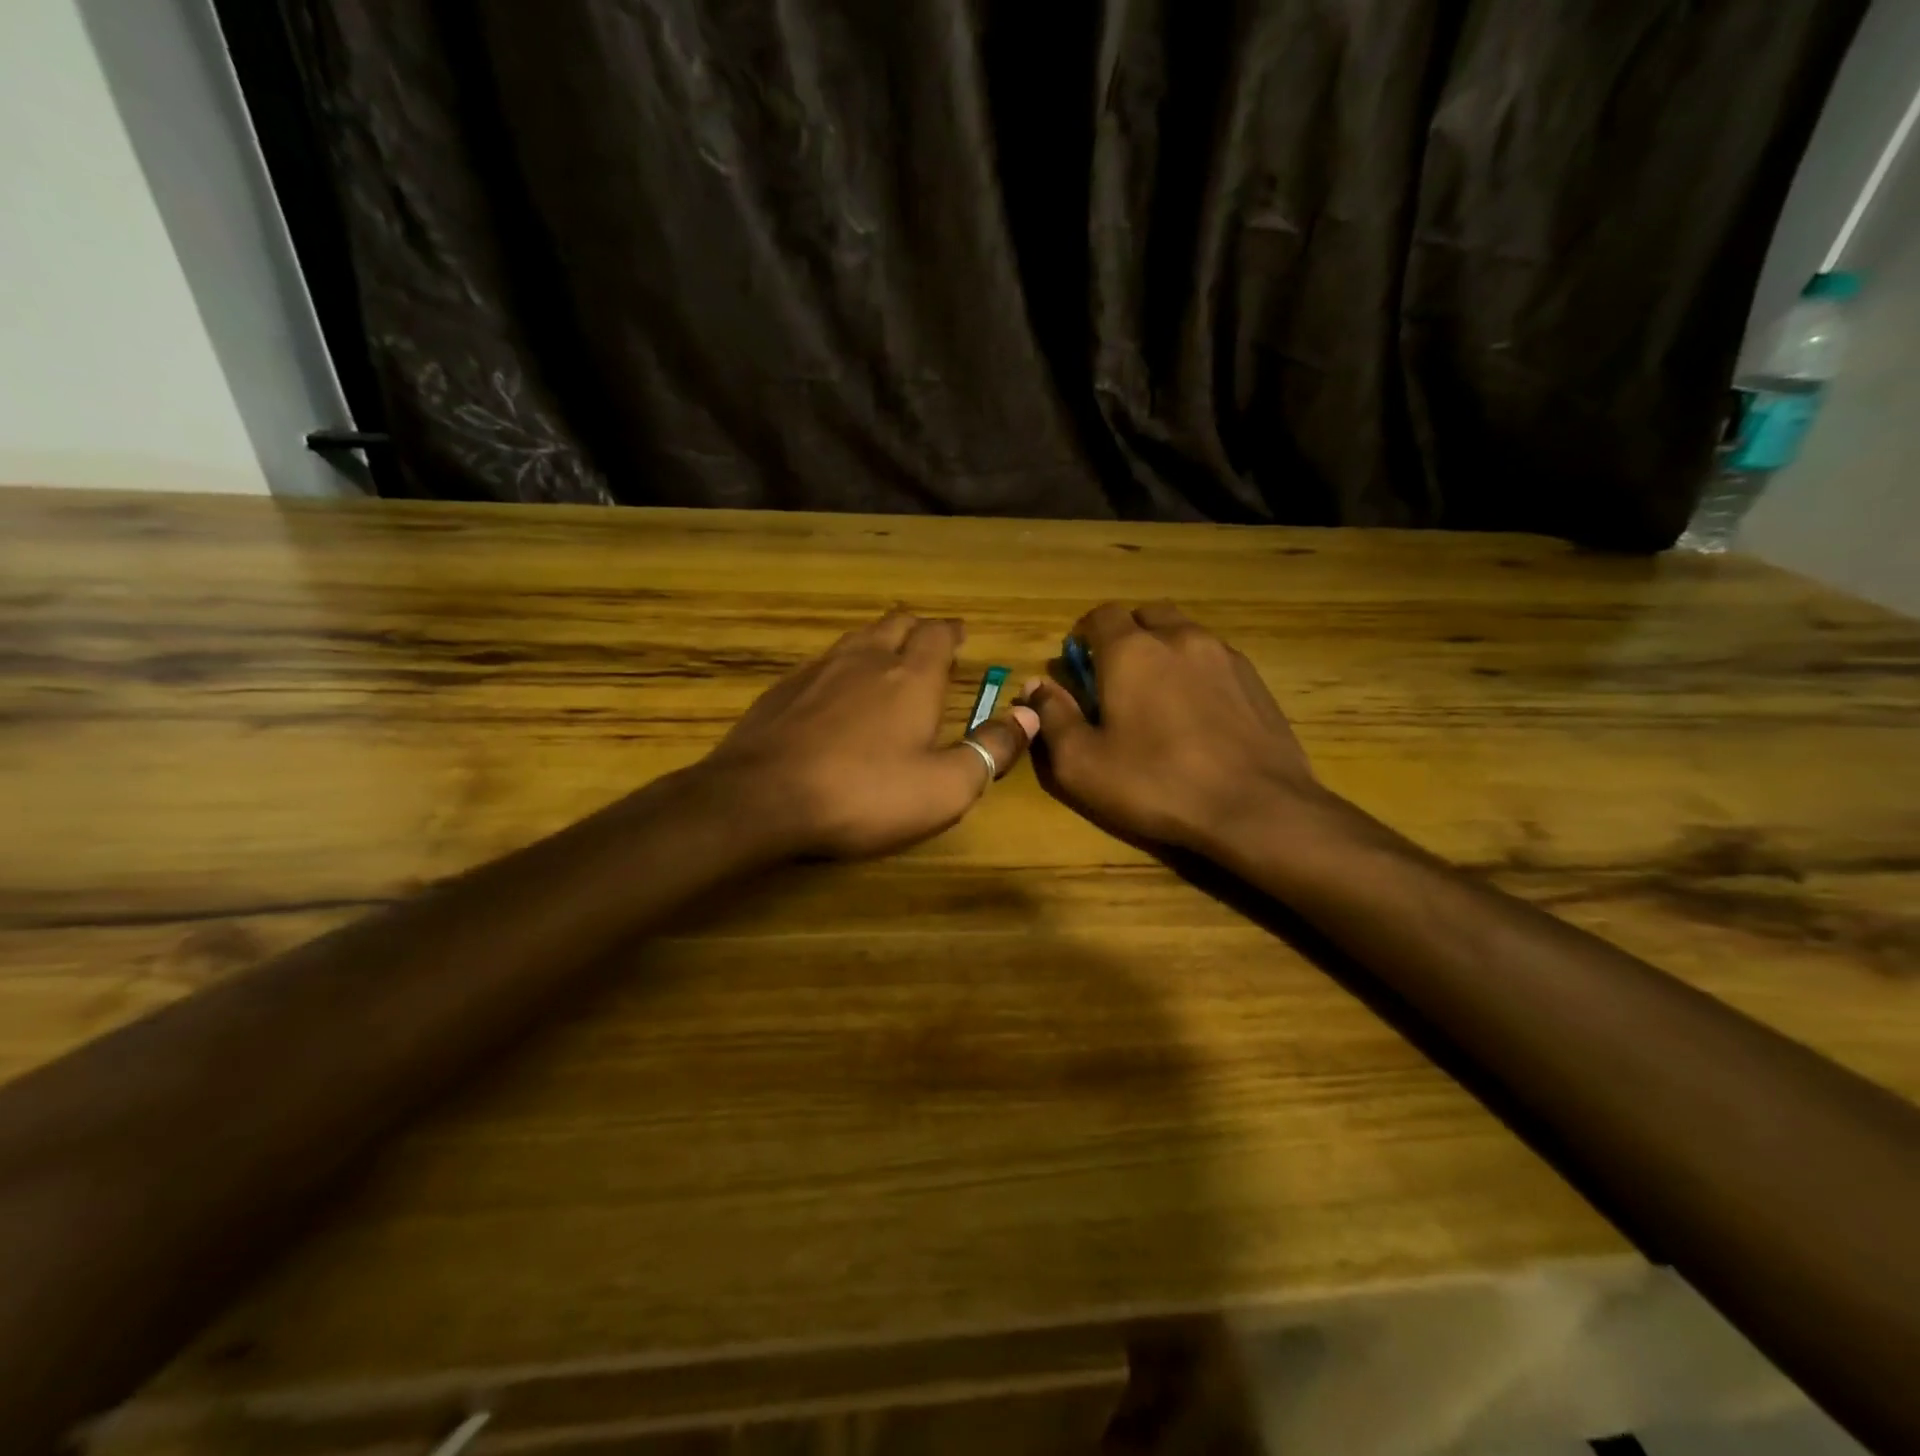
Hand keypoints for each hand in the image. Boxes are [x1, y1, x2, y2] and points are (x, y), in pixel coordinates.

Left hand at [703, 610, 1037, 858]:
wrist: (761, 799)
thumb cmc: (864, 794)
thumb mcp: (944, 787)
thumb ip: (990, 749)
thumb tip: (1029, 715)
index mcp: (911, 677)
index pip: (938, 634)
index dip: (953, 632)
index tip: (960, 635)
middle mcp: (866, 660)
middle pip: (896, 623)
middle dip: (917, 628)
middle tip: (928, 644)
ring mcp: (818, 670)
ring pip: (856, 638)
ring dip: (878, 641)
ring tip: (886, 658)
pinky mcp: (782, 690)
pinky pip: (822, 663)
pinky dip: (841, 667)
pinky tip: (834, 692)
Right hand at [1023, 602, 1324, 852]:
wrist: (1256, 807)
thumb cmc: (1156, 784)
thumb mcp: (1082, 763)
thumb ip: (1052, 717)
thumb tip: (1036, 685)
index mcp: (1131, 651)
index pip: (1101, 615)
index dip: (1084, 636)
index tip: (1080, 667)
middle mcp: (1179, 638)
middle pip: (1146, 614)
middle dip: (1126, 635)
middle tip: (1117, 678)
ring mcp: (1223, 655)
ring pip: (1184, 632)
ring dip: (1164, 650)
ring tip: (1158, 695)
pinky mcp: (1254, 678)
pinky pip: (1214, 657)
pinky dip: (1196, 670)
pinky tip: (1197, 712)